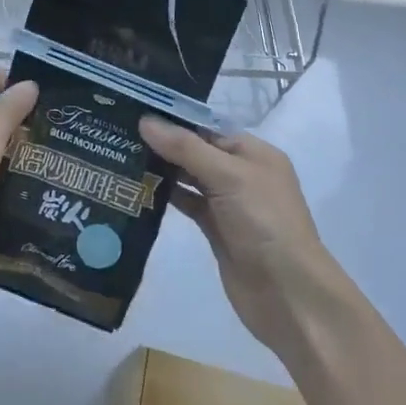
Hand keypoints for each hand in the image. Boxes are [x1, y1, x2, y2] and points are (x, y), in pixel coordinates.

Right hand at [139, 116, 353, 360]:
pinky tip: (137, 188)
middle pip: (196, 151)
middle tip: (117, 132)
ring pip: (189, 178)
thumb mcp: (228, 176)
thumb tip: (146, 121)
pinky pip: (187, 203)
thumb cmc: (264, 223)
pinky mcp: (216, 230)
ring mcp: (228, 203)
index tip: (134, 111)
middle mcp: (242, 174)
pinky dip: (165, 196)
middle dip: (162, 143)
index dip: (174, 119)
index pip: (207, 126)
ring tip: (119, 156)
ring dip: (160, 169)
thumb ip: (186, 148)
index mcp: (254, 153)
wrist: (287, 293)